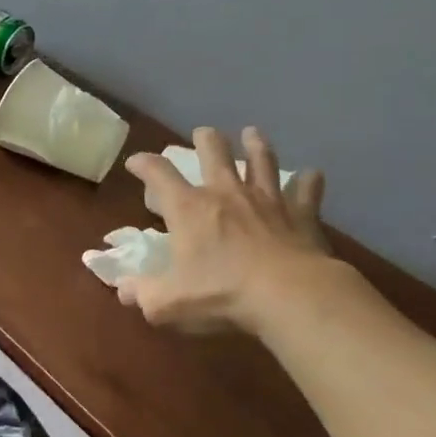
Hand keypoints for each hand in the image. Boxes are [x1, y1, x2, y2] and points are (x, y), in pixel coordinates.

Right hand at [120, 126, 331, 334]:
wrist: (290, 296)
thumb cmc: (222, 296)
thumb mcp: (168, 303)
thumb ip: (142, 294)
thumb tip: (122, 289)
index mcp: (189, 209)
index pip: (159, 174)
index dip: (144, 164)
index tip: (136, 161)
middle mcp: (226, 194)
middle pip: (214, 152)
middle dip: (206, 140)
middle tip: (203, 133)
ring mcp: (267, 200)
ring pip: (261, 160)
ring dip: (255, 145)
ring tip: (252, 133)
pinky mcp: (300, 215)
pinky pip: (306, 190)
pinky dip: (308, 181)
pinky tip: (312, 175)